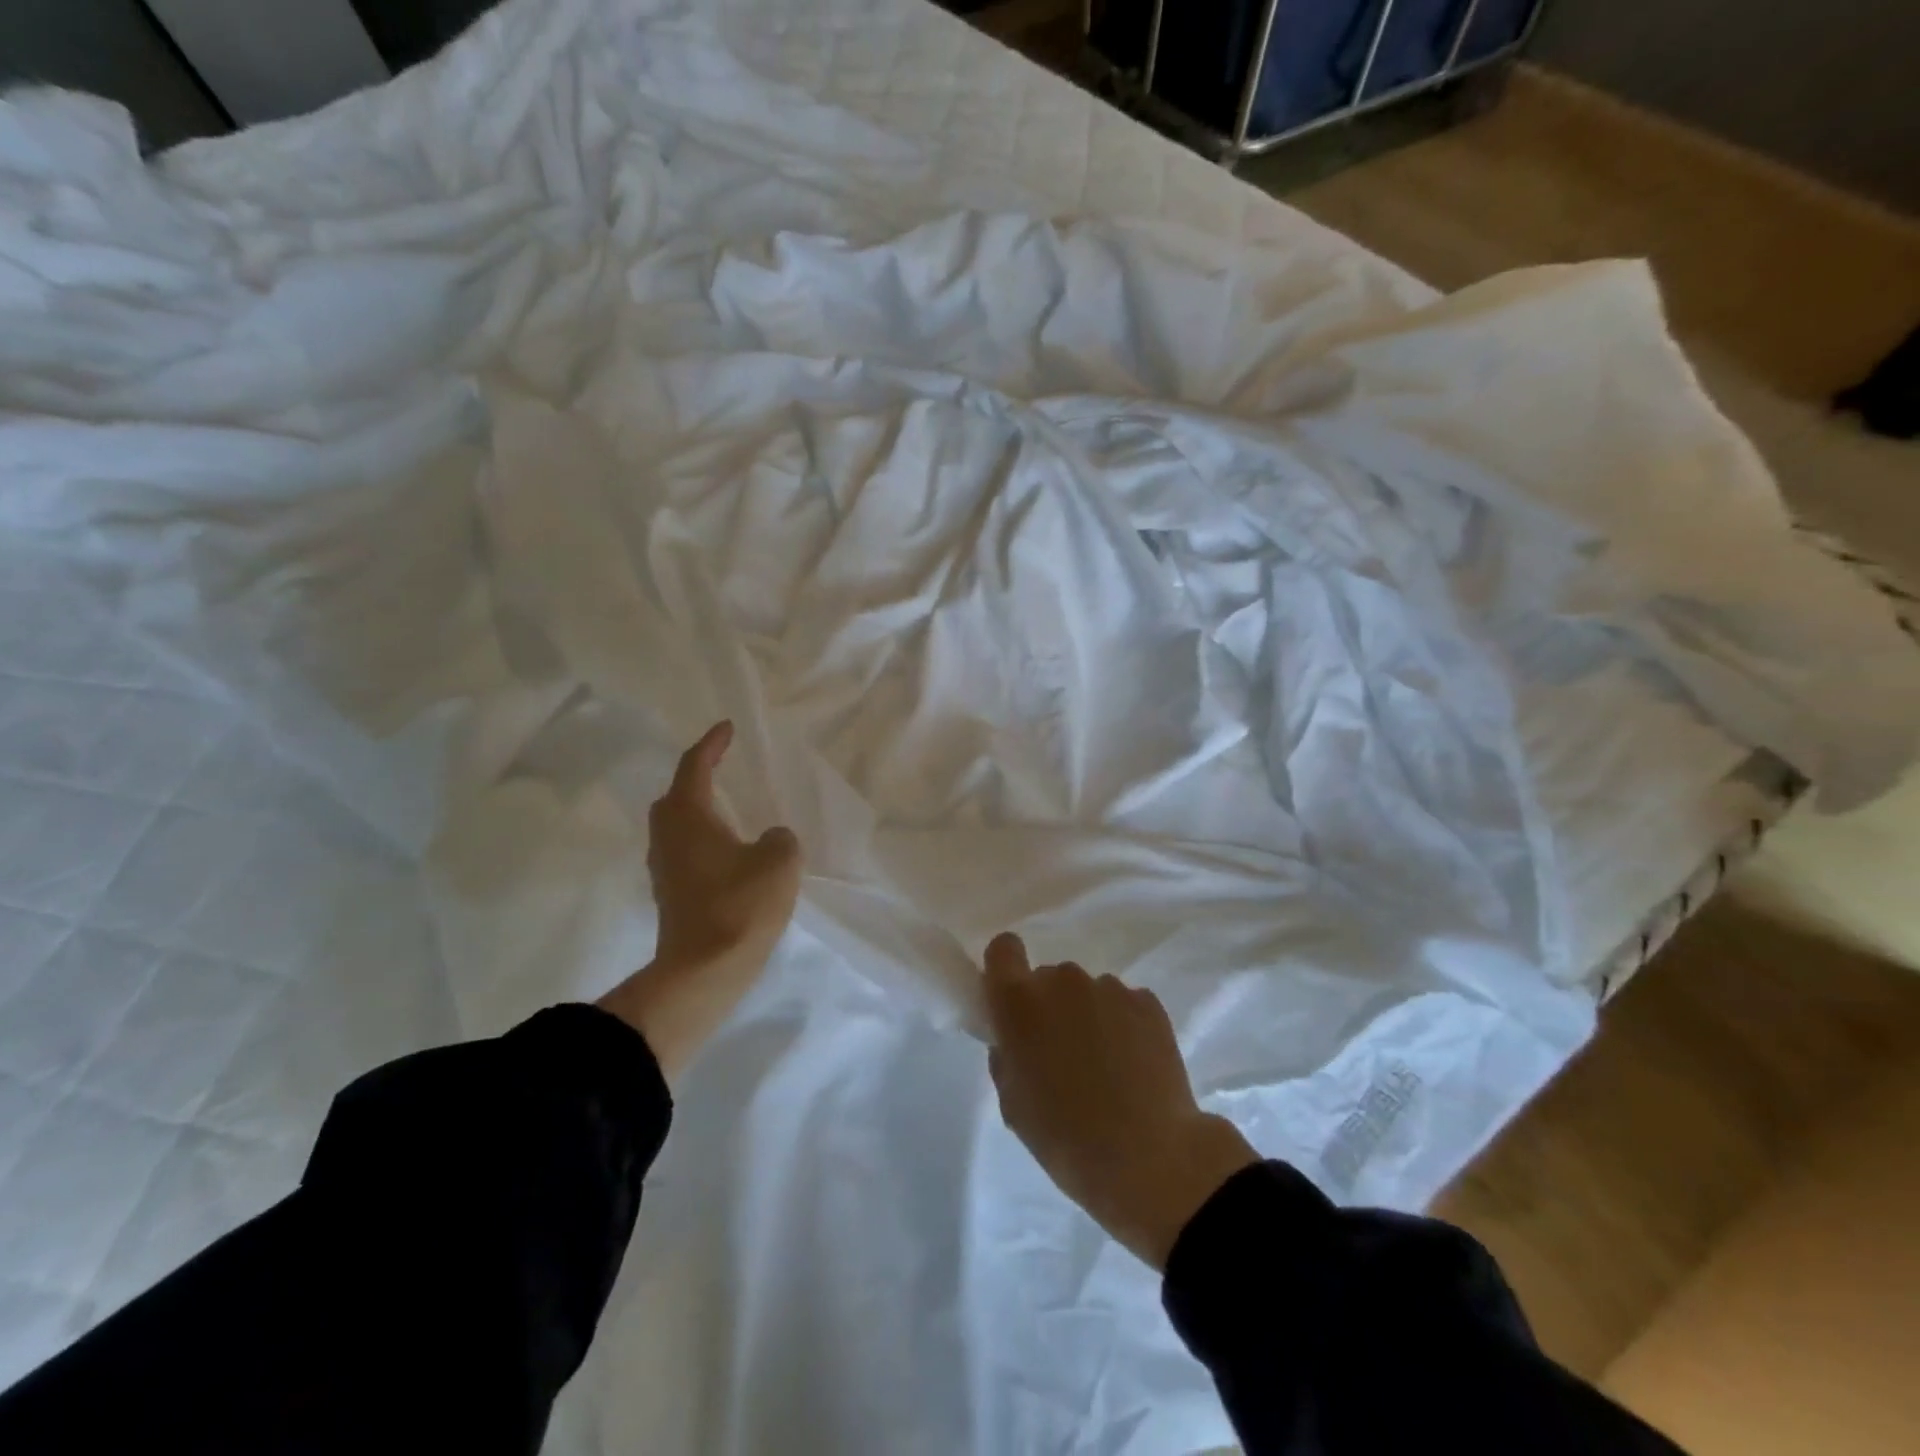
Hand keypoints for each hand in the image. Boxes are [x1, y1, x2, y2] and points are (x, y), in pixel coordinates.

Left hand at [598, 722, 801, 1079]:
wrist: (704, 971)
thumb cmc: (740, 904)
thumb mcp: (780, 860)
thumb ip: (780, 839)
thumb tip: (769, 840)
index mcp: (688, 816)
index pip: (695, 766)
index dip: (712, 744)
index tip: (728, 728)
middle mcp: (667, 836)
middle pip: (675, 796)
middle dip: (697, 778)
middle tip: (722, 769)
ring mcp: (664, 868)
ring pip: (676, 826)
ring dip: (698, 812)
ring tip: (728, 810)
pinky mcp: (670, 895)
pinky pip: (683, 852)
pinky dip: (702, 840)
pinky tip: (726, 853)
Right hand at [983, 934, 1258, 1269]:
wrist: (1149, 1157)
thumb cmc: (1064, 1136)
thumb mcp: (1013, 1103)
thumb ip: (1007, 1056)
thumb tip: (1016, 1041)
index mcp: (1019, 1001)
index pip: (1003, 949)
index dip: (1005, 968)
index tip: (1011, 1000)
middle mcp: (1062, 981)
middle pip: (1049, 979)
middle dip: (1050, 1007)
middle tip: (1061, 1053)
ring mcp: (1108, 988)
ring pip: (1087, 992)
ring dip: (1088, 1016)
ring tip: (1105, 1067)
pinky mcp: (1147, 1002)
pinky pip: (1123, 1004)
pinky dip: (1123, 1025)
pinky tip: (1133, 1066)